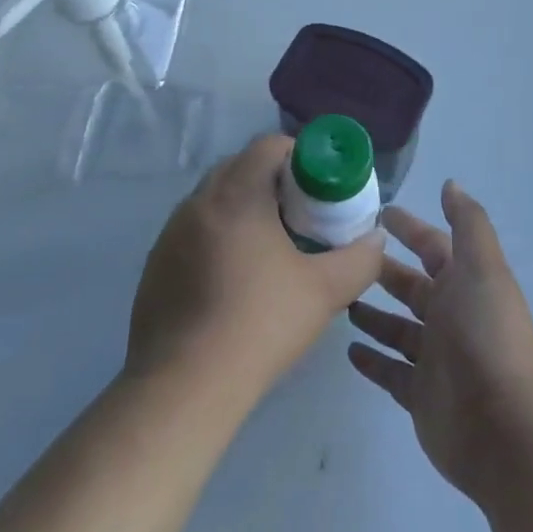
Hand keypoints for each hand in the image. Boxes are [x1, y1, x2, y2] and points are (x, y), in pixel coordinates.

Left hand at [126, 135, 384, 403]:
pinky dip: (217, 236)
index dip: (299, 155)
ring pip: (214, 199)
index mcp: (236, 194)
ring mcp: (170, 232)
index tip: (319, 186)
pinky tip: (233, 279)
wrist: (184, 386)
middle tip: (301, 215)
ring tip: (269, 248)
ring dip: (243, 208)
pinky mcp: (156, 262)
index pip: (268, 145)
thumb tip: (377, 238)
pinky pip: (194, 230)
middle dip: (273, 181)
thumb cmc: (260, 324)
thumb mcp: (325, 291)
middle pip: (240, 167)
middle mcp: (198, 201)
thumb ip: (360, 259)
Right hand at [347, 181, 532, 504]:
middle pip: (410, 286)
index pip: (432, 246)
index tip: (376, 213)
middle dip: (382, 269)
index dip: (409, 228)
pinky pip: (389, 371)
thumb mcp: (482, 267)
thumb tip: (450, 184)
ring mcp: (434, 358)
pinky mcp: (419, 395)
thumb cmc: (487, 336)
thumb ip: (467, 223)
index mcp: (465, 283)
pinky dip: (371, 360)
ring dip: (372, 314)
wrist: (503, 429)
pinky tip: (347, 349)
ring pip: (397, 327)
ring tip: (338, 299)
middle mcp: (450, 315)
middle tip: (341, 256)